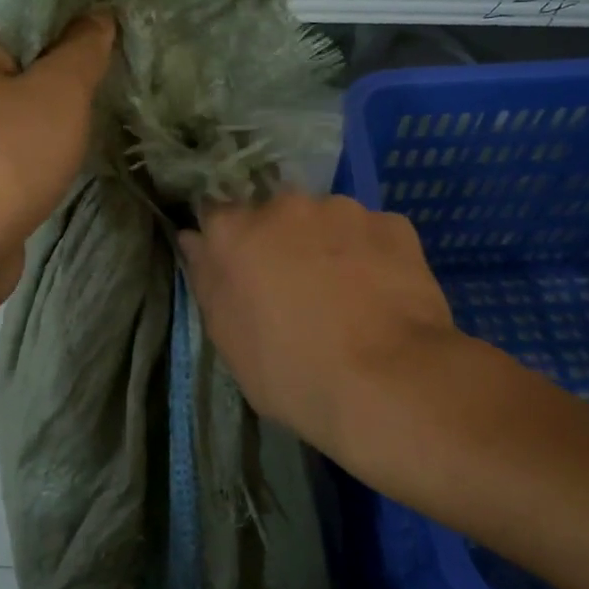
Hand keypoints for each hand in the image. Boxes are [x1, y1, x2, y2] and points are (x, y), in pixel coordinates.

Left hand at [0, 7, 115, 294]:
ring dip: (52, 113)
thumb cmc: (4, 159)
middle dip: (66, 73)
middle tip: (111, 86)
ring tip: (93, 122)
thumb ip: (83, 47)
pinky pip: (4, 139)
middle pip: (20, 55)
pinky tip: (62, 158)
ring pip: (14, 102)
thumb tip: (100, 14)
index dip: (74, 23)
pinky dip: (33, 145)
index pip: (26, 9)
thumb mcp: (59, 93)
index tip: (114, 45)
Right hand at [180, 192, 460, 464]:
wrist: (388, 382)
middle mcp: (286, 206)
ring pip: (327, 221)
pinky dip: (371, 255)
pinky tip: (381, 295)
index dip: (227, 242)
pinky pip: (372, 234)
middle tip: (296, 291)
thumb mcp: (229, 340)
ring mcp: (344, 210)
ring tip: (347, 296)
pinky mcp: (394, 224)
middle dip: (281, 243)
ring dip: (328, 246)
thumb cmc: (291, 371)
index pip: (217, 215)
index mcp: (237, 232)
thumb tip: (194, 239)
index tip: (240, 272)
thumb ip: (208, 280)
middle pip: (275, 216)